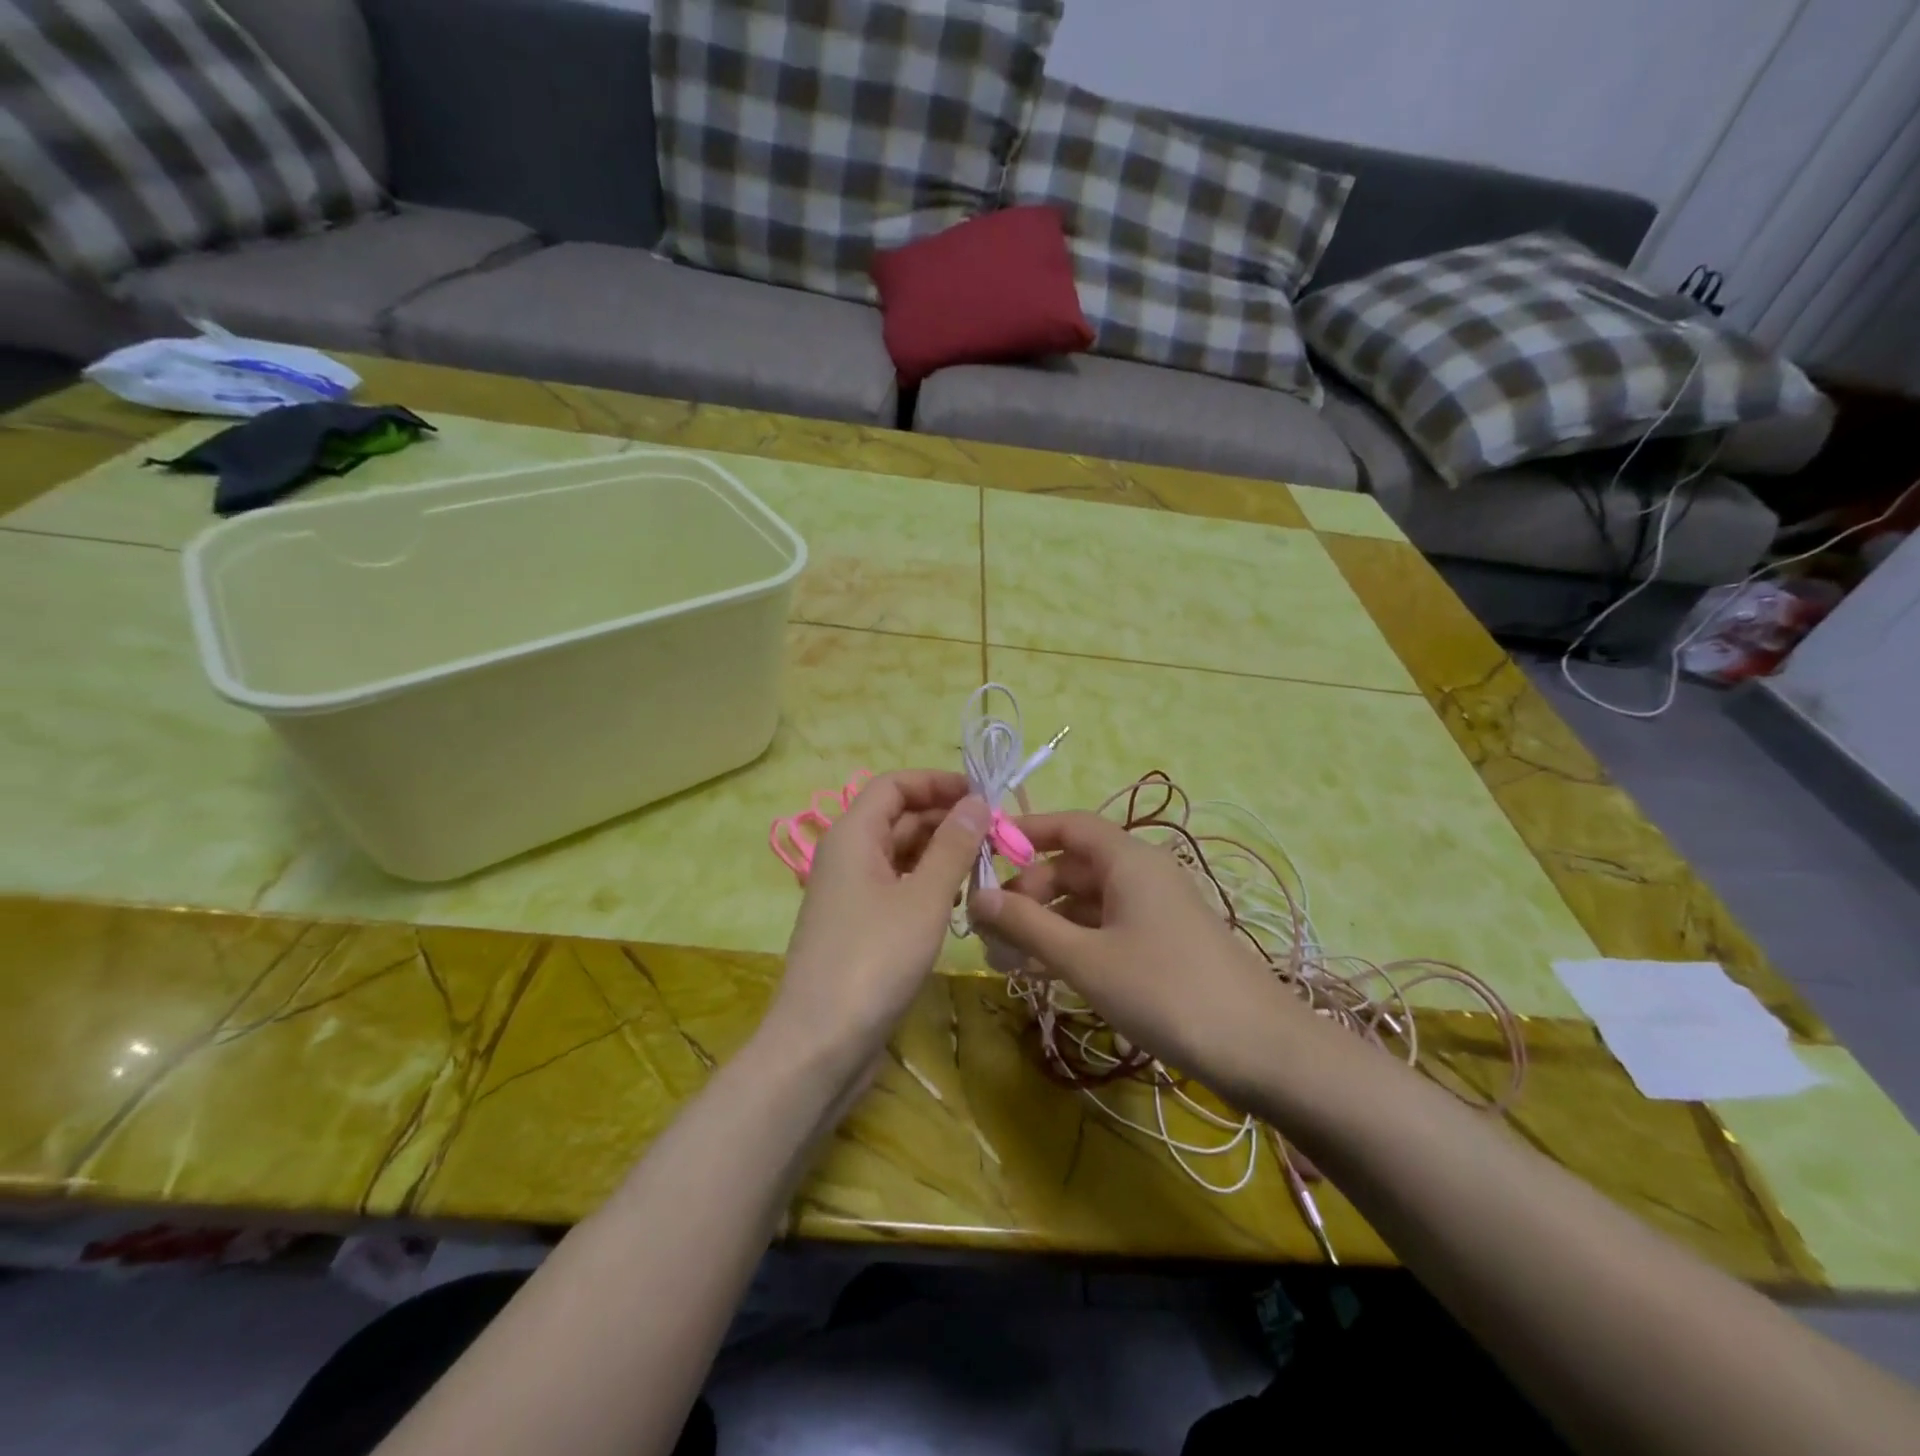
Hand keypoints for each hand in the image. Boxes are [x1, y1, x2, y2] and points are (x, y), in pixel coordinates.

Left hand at [768, 771, 988, 1079]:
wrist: (820, 1043)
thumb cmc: (874, 959)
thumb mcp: (924, 898)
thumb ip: (953, 845)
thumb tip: (977, 800)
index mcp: (853, 835)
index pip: (894, 785)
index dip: (937, 782)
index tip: (983, 795)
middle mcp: (847, 855)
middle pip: (899, 817)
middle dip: (946, 819)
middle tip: (997, 835)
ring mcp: (851, 892)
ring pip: (901, 854)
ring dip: (941, 853)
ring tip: (987, 865)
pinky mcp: (859, 925)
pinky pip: (897, 886)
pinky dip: (928, 883)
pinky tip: (960, 898)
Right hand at [970, 811, 1303, 1091]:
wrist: (1261, 1049)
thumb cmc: (1165, 991)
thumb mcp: (1085, 959)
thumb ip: (1027, 924)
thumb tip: (975, 895)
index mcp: (1128, 860)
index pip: (1069, 825)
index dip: (1026, 831)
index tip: (983, 852)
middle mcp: (1142, 874)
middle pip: (1073, 867)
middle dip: (1027, 892)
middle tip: (987, 929)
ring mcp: (1155, 910)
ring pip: (1087, 903)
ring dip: (1045, 923)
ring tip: (1004, 958)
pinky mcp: (1162, 943)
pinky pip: (1106, 929)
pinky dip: (1072, 943)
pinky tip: (1043, 971)